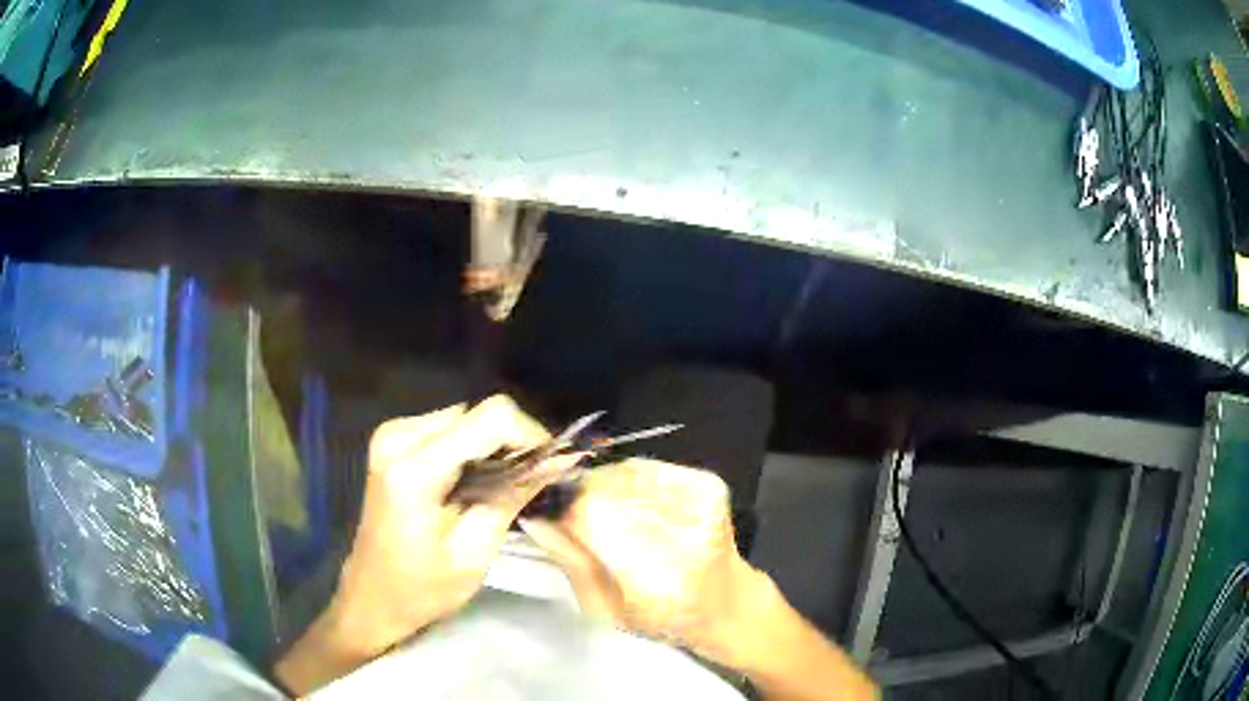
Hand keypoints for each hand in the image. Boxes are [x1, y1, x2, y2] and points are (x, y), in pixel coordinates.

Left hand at [277, 396, 577, 693]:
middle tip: (528, 486)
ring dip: (493, 447)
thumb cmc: (422, 589)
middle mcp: (398, 436)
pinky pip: (451, 428)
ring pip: (467, 417)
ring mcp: (392, 434)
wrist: (372, 596)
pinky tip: (473, 484)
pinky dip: (473, 449)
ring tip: (500, 490)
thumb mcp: (475, 551)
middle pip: (479, 413)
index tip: (550, 469)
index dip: (530, 436)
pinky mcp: (393, 439)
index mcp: (414, 468)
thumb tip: (560, 459)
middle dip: (513, 444)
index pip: (490, 418)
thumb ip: (513, 496)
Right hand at [523, 459, 878, 699]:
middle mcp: (683, 531)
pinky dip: (630, 481)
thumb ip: (570, 560)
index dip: (562, 510)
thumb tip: (537, 515)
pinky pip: (646, 467)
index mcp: (656, 577)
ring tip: (612, 514)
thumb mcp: (604, 609)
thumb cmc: (663, 617)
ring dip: (605, 488)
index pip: (589, 515)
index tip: (550, 516)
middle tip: (579, 518)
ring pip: (622, 472)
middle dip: (581, 498)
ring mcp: (701, 499)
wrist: (728, 602)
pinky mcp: (708, 482)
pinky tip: (636, 504)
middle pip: (605, 487)